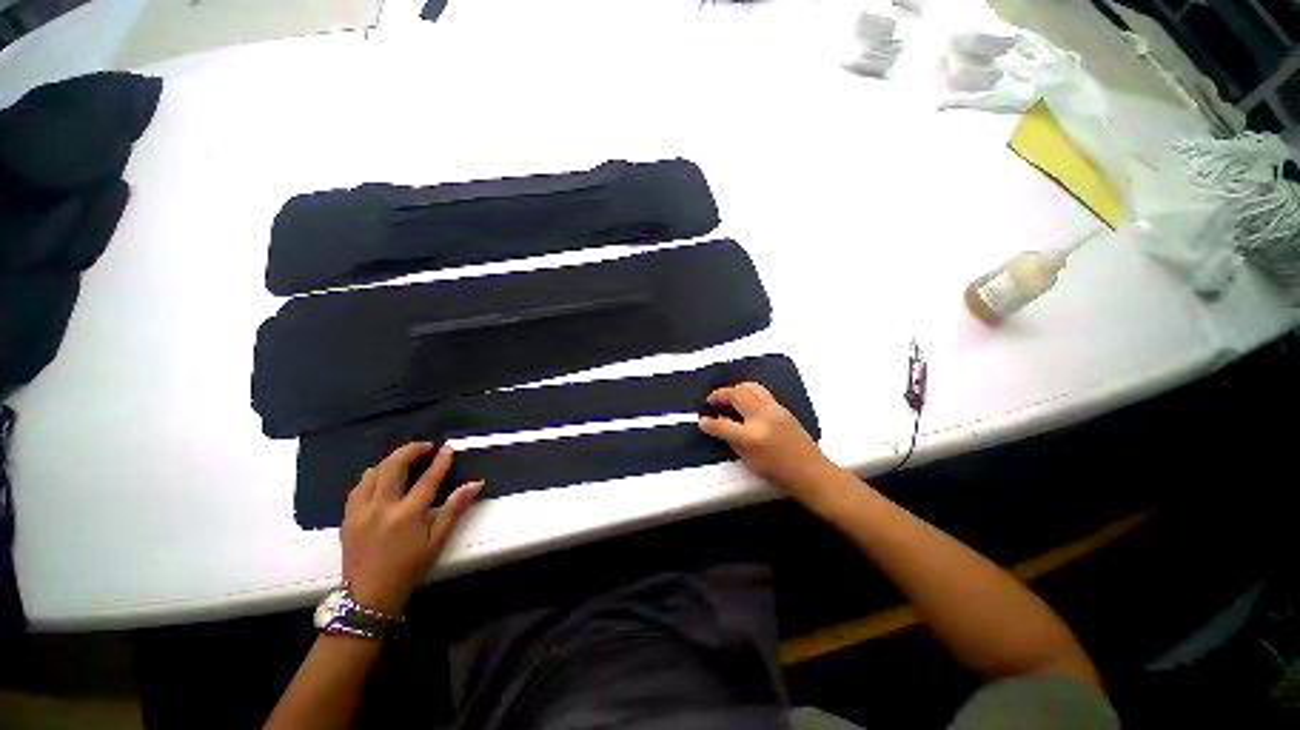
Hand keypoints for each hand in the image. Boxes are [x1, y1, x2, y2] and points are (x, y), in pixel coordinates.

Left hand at [341, 443, 481, 615]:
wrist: (369, 596)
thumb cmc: (409, 568)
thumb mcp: (437, 541)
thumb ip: (455, 509)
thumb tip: (476, 484)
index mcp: (407, 514)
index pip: (428, 479)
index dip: (440, 461)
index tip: (448, 448)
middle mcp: (381, 507)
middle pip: (393, 467)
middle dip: (410, 451)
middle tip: (424, 447)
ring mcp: (360, 512)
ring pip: (372, 473)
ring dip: (390, 461)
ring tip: (403, 459)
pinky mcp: (347, 518)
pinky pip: (357, 488)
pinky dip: (371, 476)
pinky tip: (379, 478)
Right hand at [698, 382, 835, 498]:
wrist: (811, 472)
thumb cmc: (779, 473)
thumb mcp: (749, 461)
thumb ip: (731, 440)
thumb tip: (718, 426)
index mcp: (752, 436)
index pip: (723, 424)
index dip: (709, 422)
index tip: (702, 420)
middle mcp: (763, 417)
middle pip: (737, 394)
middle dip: (720, 395)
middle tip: (712, 401)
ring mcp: (774, 410)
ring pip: (751, 387)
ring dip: (735, 389)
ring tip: (728, 397)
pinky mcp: (782, 408)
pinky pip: (761, 393)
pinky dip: (748, 393)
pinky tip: (744, 403)